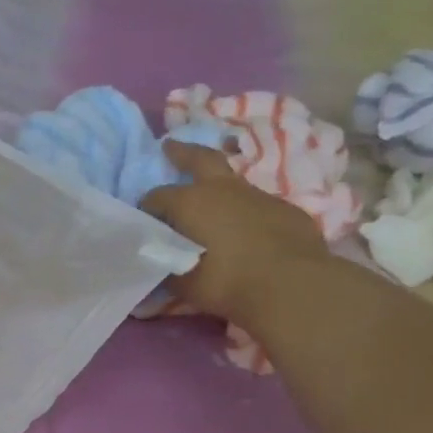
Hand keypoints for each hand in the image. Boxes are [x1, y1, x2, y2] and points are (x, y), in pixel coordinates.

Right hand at [142, 140, 330, 329]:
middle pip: (201, 159)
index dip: (147, 209)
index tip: (143, 222)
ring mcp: (259, 196)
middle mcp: (223, 190)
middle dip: (182, 153)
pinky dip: (246, 214)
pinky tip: (246, 234)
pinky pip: (258, 206)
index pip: (156, 197)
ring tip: (211, 208)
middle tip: (170, 146)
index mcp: (190, 202)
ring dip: (219, 191)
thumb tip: (158, 261)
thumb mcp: (181, 281)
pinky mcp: (286, 210)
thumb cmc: (224, 281)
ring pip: (233, 184)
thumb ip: (166, 266)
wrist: (290, 285)